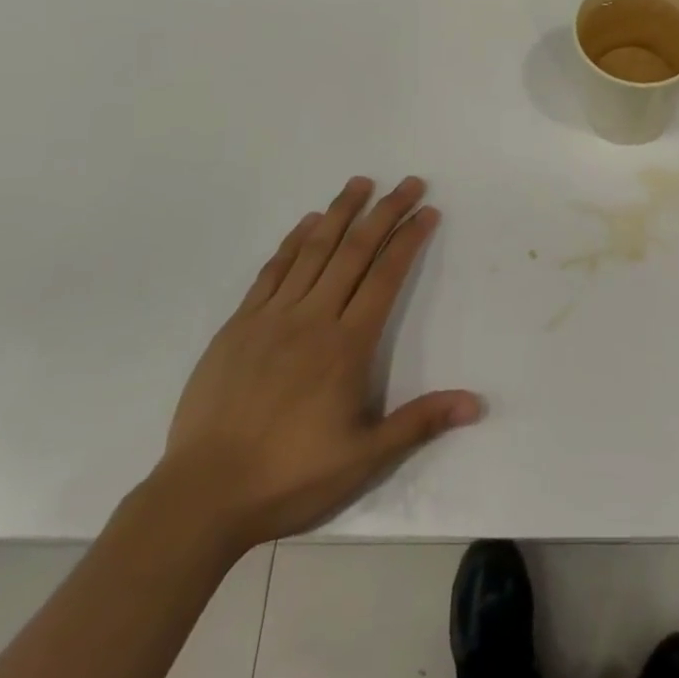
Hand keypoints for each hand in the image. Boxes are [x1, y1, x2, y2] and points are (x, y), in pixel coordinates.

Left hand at [157, 176, 481, 549]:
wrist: (203, 495)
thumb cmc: (291, 476)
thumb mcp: (364, 458)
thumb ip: (420, 422)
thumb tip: (476, 402)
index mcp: (346, 346)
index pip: (385, 276)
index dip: (408, 239)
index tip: (427, 211)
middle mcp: (312, 319)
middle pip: (354, 251)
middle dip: (385, 212)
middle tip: (408, 182)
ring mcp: (271, 317)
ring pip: (312, 251)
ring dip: (340, 212)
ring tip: (360, 183)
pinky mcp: (239, 325)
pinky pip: (272, 270)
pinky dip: (293, 241)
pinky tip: (307, 223)